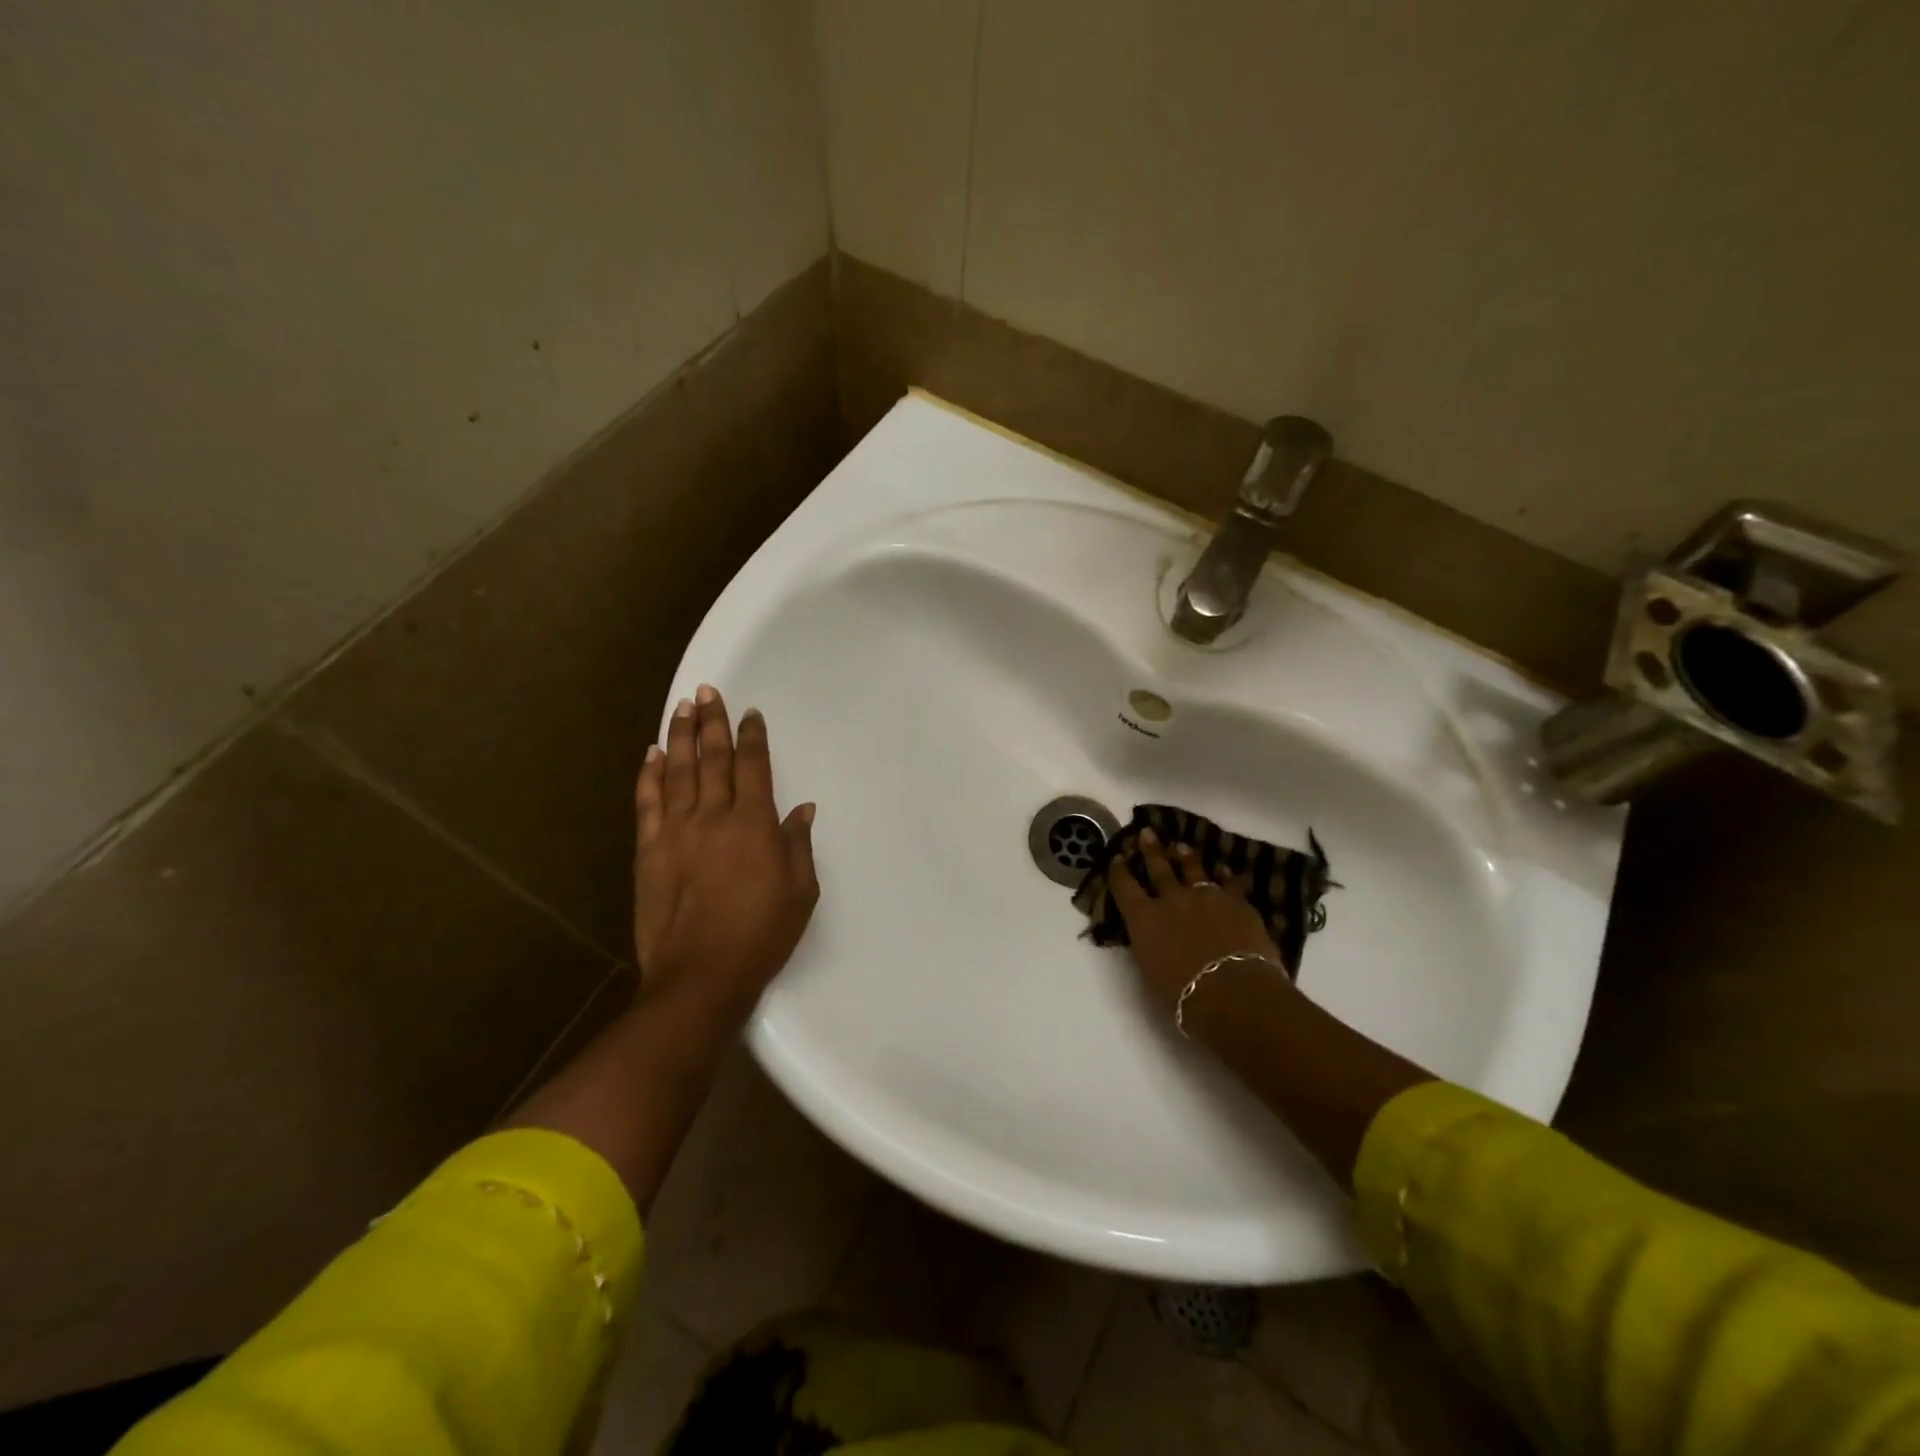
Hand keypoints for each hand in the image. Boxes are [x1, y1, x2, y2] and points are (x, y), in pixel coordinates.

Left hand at [633, 684, 818, 1031]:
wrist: (700, 976)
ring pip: (678, 771)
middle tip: (708, 692)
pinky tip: (651, 754)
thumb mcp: (800, 892)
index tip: (750, 714)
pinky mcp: (648, 850)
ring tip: (681, 707)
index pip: (754, 767)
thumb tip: (801, 809)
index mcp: (754, 824)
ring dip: (680, 736)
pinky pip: (647, 802)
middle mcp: (714, 817)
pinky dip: (649, 775)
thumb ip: (798, 845)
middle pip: (712, 759)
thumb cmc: (761, 935)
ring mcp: (676, 831)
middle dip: (712, 722)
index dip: (752, 737)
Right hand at [1109, 828, 1286, 1016]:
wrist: (1233, 992)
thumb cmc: (1183, 996)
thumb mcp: (1150, 973)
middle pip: (1158, 868)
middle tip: (1147, 832)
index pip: (1124, 887)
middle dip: (1151, 850)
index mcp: (1143, 919)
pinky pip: (1230, 882)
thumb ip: (1148, 947)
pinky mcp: (1237, 902)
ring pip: (1193, 868)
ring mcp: (1206, 896)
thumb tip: (1149, 937)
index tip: (1117, 857)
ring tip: (1181, 846)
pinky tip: (1225, 870)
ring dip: (1186, 857)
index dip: (1119, 871)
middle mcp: (1171, 900)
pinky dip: (1226, 876)